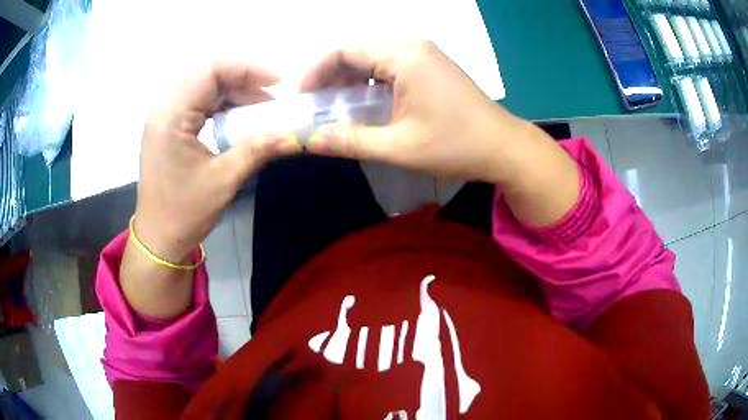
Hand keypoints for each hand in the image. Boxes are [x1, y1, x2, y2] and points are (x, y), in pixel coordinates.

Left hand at [135, 62, 300, 262]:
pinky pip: (199, 104)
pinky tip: (238, 121)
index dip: (247, 69)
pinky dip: (222, 107)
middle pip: (209, 76)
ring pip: (205, 88)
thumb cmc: (184, 213)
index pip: (211, 70)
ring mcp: (165, 117)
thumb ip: (258, 150)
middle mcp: (165, 108)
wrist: (158, 239)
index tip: (278, 82)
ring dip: (235, 95)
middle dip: (244, 83)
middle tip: (271, 104)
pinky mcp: (169, 127)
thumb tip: (295, 135)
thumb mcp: (223, 180)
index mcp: (171, 115)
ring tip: (259, 113)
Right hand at [300, 41, 526, 183]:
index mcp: (404, 57)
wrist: (504, 147)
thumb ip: (351, 141)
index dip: (314, 70)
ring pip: (371, 55)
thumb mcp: (399, 147)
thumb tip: (310, 140)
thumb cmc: (456, 146)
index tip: (301, 97)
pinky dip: (368, 80)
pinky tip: (362, 101)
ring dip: (348, 77)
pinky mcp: (430, 64)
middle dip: (328, 74)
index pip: (343, 49)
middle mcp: (412, 45)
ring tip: (333, 105)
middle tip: (314, 104)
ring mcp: (423, 53)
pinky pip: (388, 63)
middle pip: (356, 49)